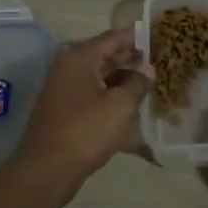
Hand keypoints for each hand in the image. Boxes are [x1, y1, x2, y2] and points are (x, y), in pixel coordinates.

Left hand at [7, 29, 152, 205]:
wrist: (47, 170)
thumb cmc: (86, 131)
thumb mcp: (120, 106)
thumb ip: (138, 83)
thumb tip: (148, 68)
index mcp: (80, 57)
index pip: (114, 37)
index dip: (137, 37)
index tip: (160, 37)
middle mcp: (68, 66)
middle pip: (105, 54)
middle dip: (131, 57)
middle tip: (160, 60)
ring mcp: (64, 88)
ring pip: (100, 75)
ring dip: (122, 77)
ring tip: (149, 81)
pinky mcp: (64, 108)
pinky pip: (92, 91)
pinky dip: (110, 92)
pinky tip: (129, 101)